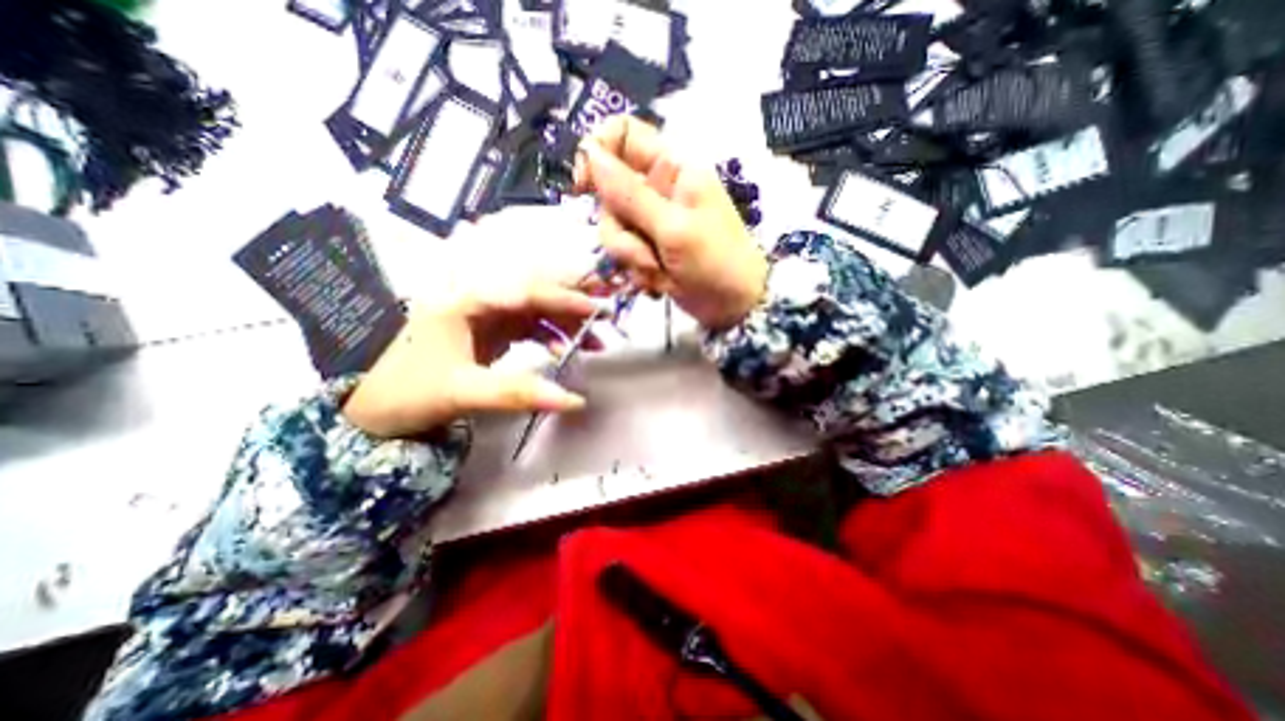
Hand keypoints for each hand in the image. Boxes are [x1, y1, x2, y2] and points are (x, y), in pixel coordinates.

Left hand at [341, 279, 601, 438]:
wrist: (372, 409)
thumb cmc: (408, 392)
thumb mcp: (463, 392)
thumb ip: (519, 394)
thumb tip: (575, 401)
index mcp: (468, 302)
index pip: (527, 292)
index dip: (565, 298)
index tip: (598, 310)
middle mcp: (480, 301)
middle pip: (537, 294)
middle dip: (573, 303)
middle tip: (607, 314)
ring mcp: (487, 317)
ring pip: (537, 311)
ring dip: (566, 323)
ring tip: (594, 341)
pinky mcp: (490, 333)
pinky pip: (530, 328)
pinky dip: (551, 338)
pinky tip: (564, 352)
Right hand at [572, 115, 761, 327]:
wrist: (734, 307)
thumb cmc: (715, 262)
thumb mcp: (673, 227)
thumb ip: (630, 193)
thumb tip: (591, 153)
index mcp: (672, 169)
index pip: (623, 136)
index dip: (597, 153)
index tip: (583, 187)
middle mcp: (658, 190)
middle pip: (609, 194)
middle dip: (621, 231)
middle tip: (647, 253)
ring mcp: (652, 222)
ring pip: (614, 229)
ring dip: (631, 257)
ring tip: (659, 272)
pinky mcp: (649, 249)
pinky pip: (624, 254)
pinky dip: (638, 271)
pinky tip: (660, 283)